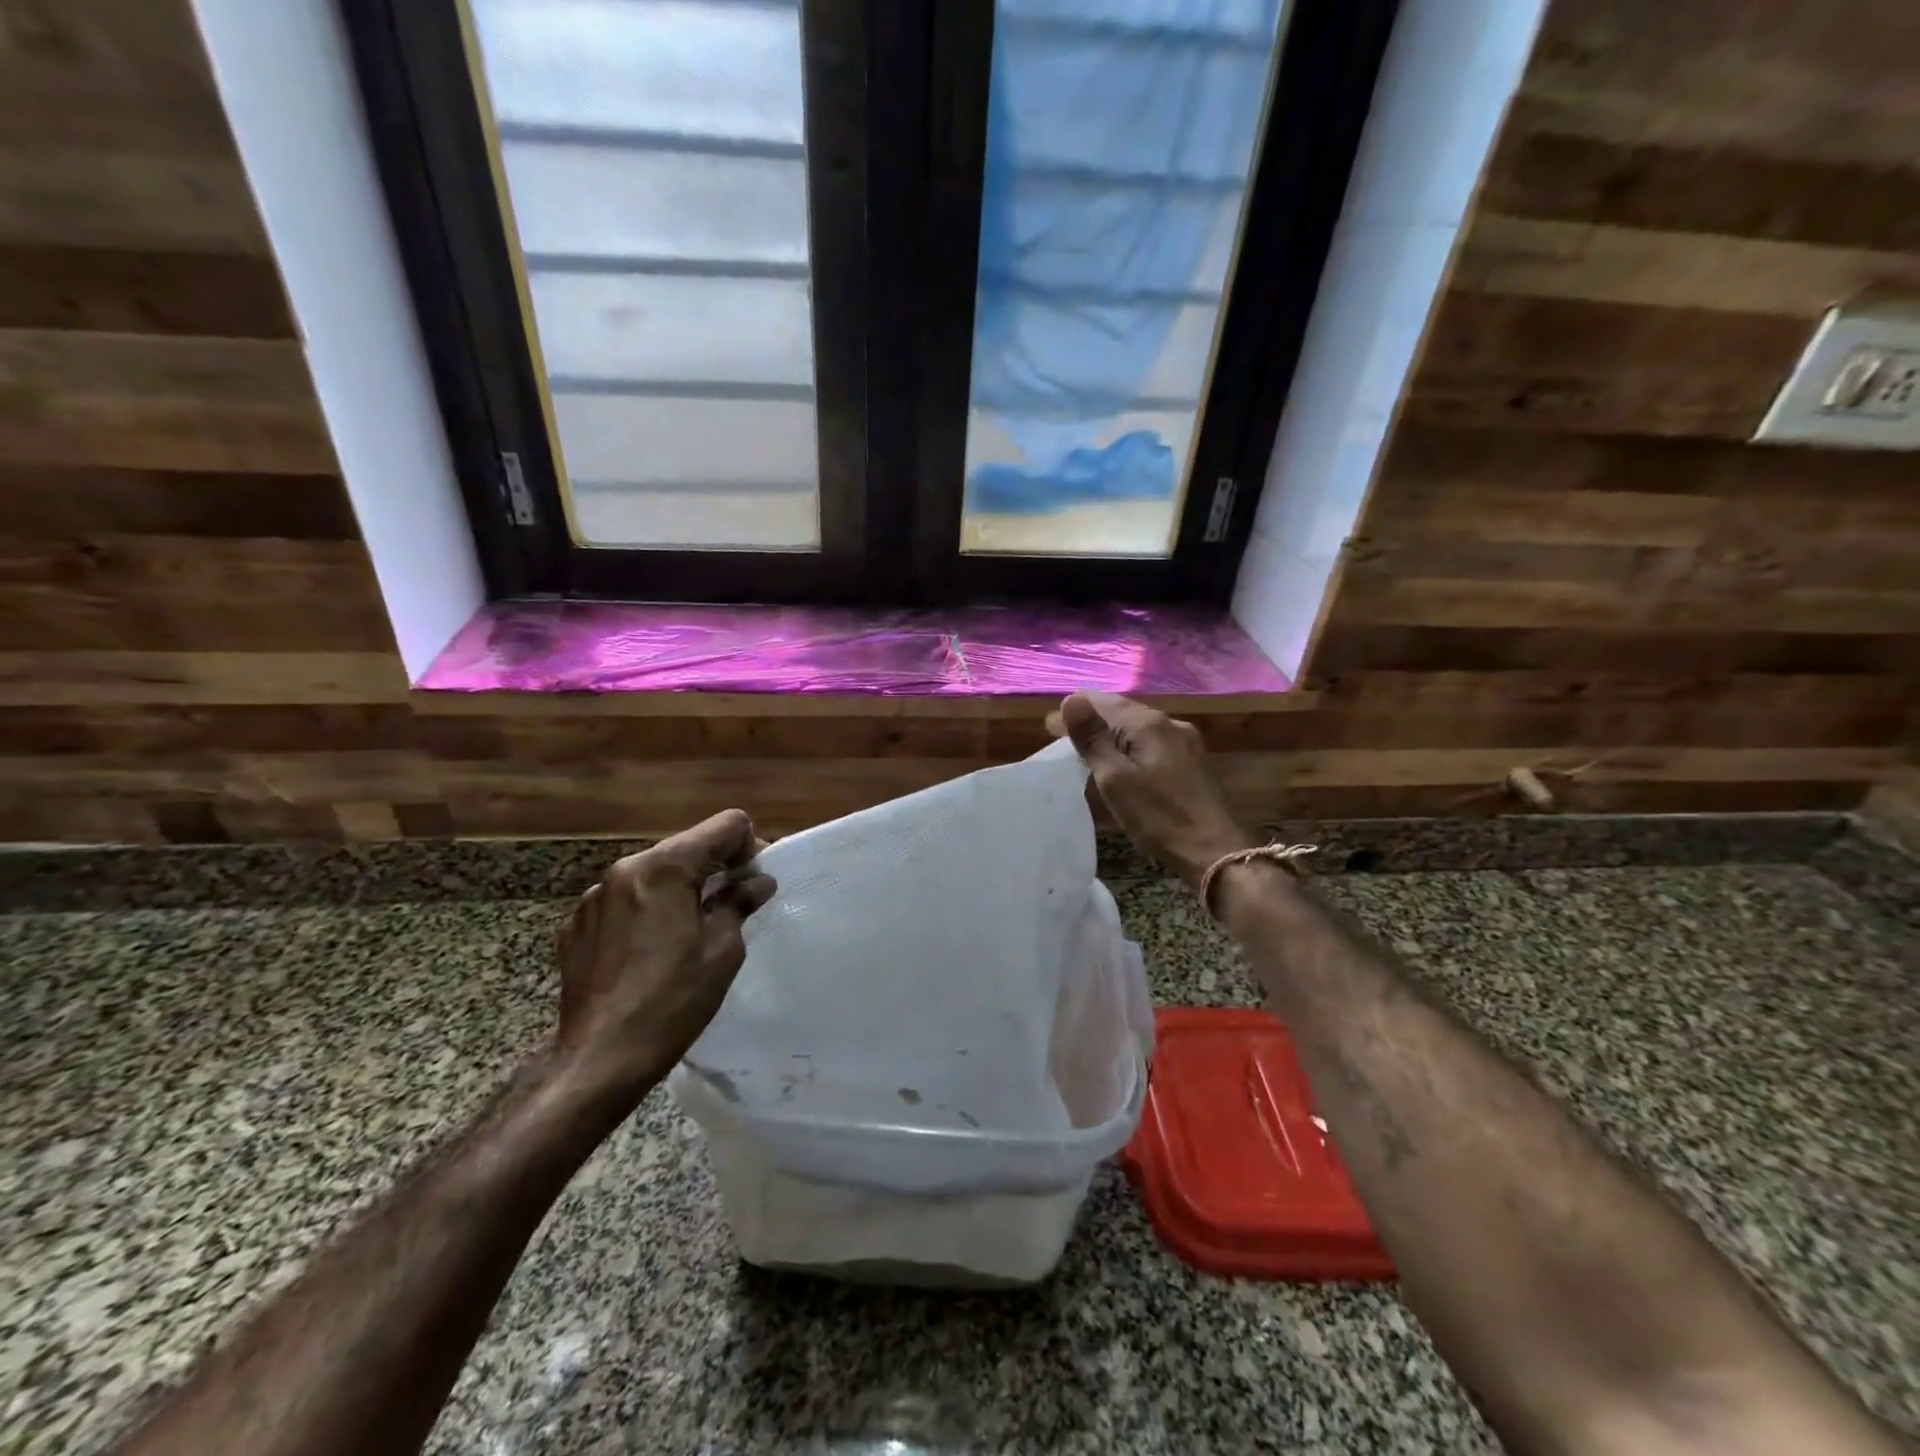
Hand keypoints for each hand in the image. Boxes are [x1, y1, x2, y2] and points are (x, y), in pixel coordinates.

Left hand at [551, 809, 775, 1097]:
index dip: (749, 846)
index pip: (725, 825)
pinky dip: (646, 911)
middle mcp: (625, 869)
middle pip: (686, 847)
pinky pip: (624, 901)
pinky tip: (651, 950)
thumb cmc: (673, 1001)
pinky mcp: (576, 925)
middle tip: (733, 904)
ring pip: (653, 873)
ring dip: (679, 888)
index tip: (754, 881)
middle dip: (714, 867)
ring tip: (690, 930)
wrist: (600, 1058)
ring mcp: (594, 897)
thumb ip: (740, 903)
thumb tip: (757, 882)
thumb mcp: (722, 950)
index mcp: (665, 867)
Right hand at [1052, 692, 1254, 889]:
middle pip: (1122, 711)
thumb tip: (1070, 701)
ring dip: (1111, 733)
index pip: (1103, 702)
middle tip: (1062, 734)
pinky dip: (1130, 745)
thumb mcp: (1115, 778)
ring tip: (1087, 747)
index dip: (1075, 710)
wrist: (1213, 850)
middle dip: (1092, 720)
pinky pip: (1152, 742)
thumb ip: (1093, 738)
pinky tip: (1122, 760)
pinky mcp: (1192, 761)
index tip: (1050, 724)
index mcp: (1148, 723)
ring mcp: (1185, 742)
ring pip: (1139, 728)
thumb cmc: (1158, 816)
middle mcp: (1169, 723)